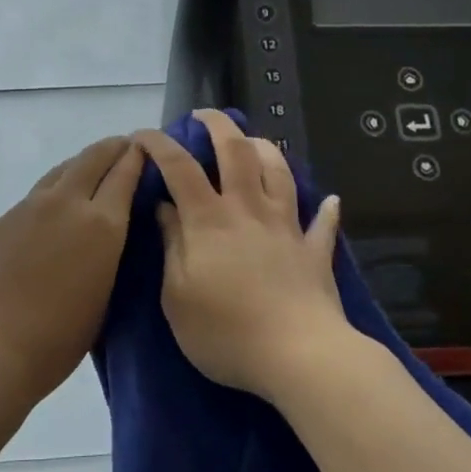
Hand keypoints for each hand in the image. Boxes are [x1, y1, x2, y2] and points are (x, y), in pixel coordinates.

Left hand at [0, 135, 143, 408]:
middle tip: (122, 148)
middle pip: (92, 158)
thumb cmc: (59, 339)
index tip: (144, 149)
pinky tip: (46, 223)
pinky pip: (30, 203)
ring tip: (87, 174)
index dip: (136, 157)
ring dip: (78, 168)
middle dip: (111, 148)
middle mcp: (65, 203)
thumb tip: (107, 234)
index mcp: (101, 224)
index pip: (125, 173)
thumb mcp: (104, 295)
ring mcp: (26, 208)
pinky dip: (48, 202)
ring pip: (59, 173)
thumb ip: (108, 254)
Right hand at [136, 110, 353, 404]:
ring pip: (279, 172)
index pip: (179, 167)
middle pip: (237, 151)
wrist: (299, 356)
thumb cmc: (226, 332)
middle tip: (204, 115)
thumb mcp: (177, 296)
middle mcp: (248, 210)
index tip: (141, 136)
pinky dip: (324, 210)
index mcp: (209, 220)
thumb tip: (165, 209)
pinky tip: (329, 201)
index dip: (158, 144)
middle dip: (218, 125)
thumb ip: (171, 246)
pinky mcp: (314, 251)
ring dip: (265, 149)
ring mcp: (286, 227)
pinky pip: (322, 223)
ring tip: (252, 142)